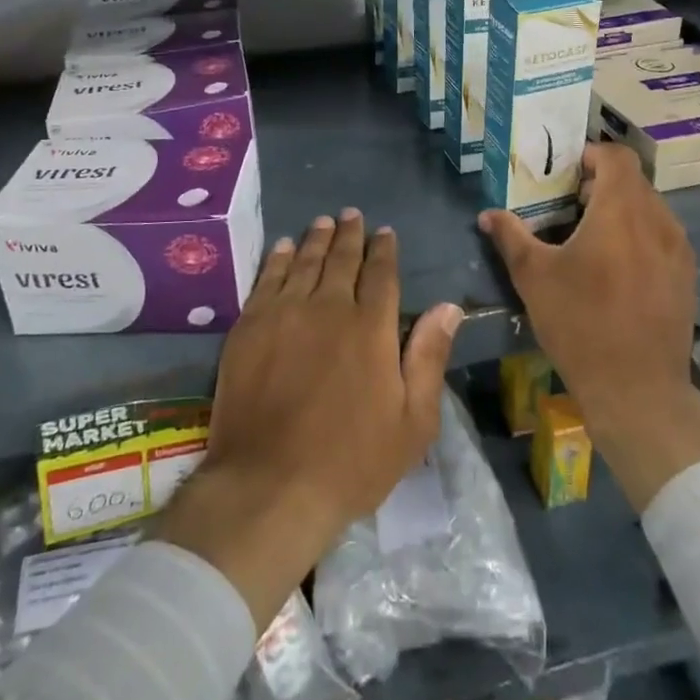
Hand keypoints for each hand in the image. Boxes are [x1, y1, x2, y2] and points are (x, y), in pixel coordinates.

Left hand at [156, 209, 464, 629]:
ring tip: (323, 221)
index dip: (384, 250)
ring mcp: (285, 313)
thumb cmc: (351, 461)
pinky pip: (268, 278)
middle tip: (352, 215)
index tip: (385, 232)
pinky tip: (284, 247)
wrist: (270, 485)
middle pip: (342, 259)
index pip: (382, 274)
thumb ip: (429, 356)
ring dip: (317, 238)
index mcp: (372, 327)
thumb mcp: (412, 421)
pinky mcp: (250, 326)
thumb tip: (449, 306)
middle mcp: (329, 307)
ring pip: (306, 261)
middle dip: (350, 234)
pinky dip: (279, 258)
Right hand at [479, 142, 699, 511]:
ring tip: (591, 237)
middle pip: (634, 181)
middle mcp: (658, 220)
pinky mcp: (686, 276)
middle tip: (569, 205)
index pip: (617, 156)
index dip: (591, 154)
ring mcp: (678, 249)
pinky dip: (639, 235)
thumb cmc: (580, 324)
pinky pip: (662, 236)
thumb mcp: (535, 278)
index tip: (565, 172)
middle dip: (601, 184)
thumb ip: (511, 237)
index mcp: (621, 211)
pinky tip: (617, 267)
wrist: (637, 390)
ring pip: (650, 208)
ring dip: (622, 210)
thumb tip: (487, 215)